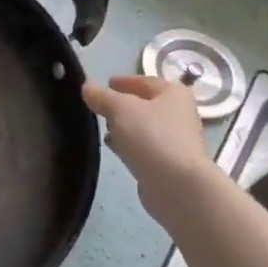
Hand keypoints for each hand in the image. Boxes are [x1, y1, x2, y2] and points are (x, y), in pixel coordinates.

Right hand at [83, 75, 216, 222]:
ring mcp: (177, 140)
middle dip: (123, 104)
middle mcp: (180, 114)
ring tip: (103, 127)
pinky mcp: (169, 163)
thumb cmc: (151, 136)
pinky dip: (130, 144)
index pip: (145, 81)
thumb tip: (87, 86)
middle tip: (100, 106)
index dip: (124, 81)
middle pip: (146, 104)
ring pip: (145, 127)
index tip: (105, 83)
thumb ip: (102, 96)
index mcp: (173, 93)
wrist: (178, 185)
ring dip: (125, 126)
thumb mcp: (120, 108)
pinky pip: (145, 147)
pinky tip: (114, 148)